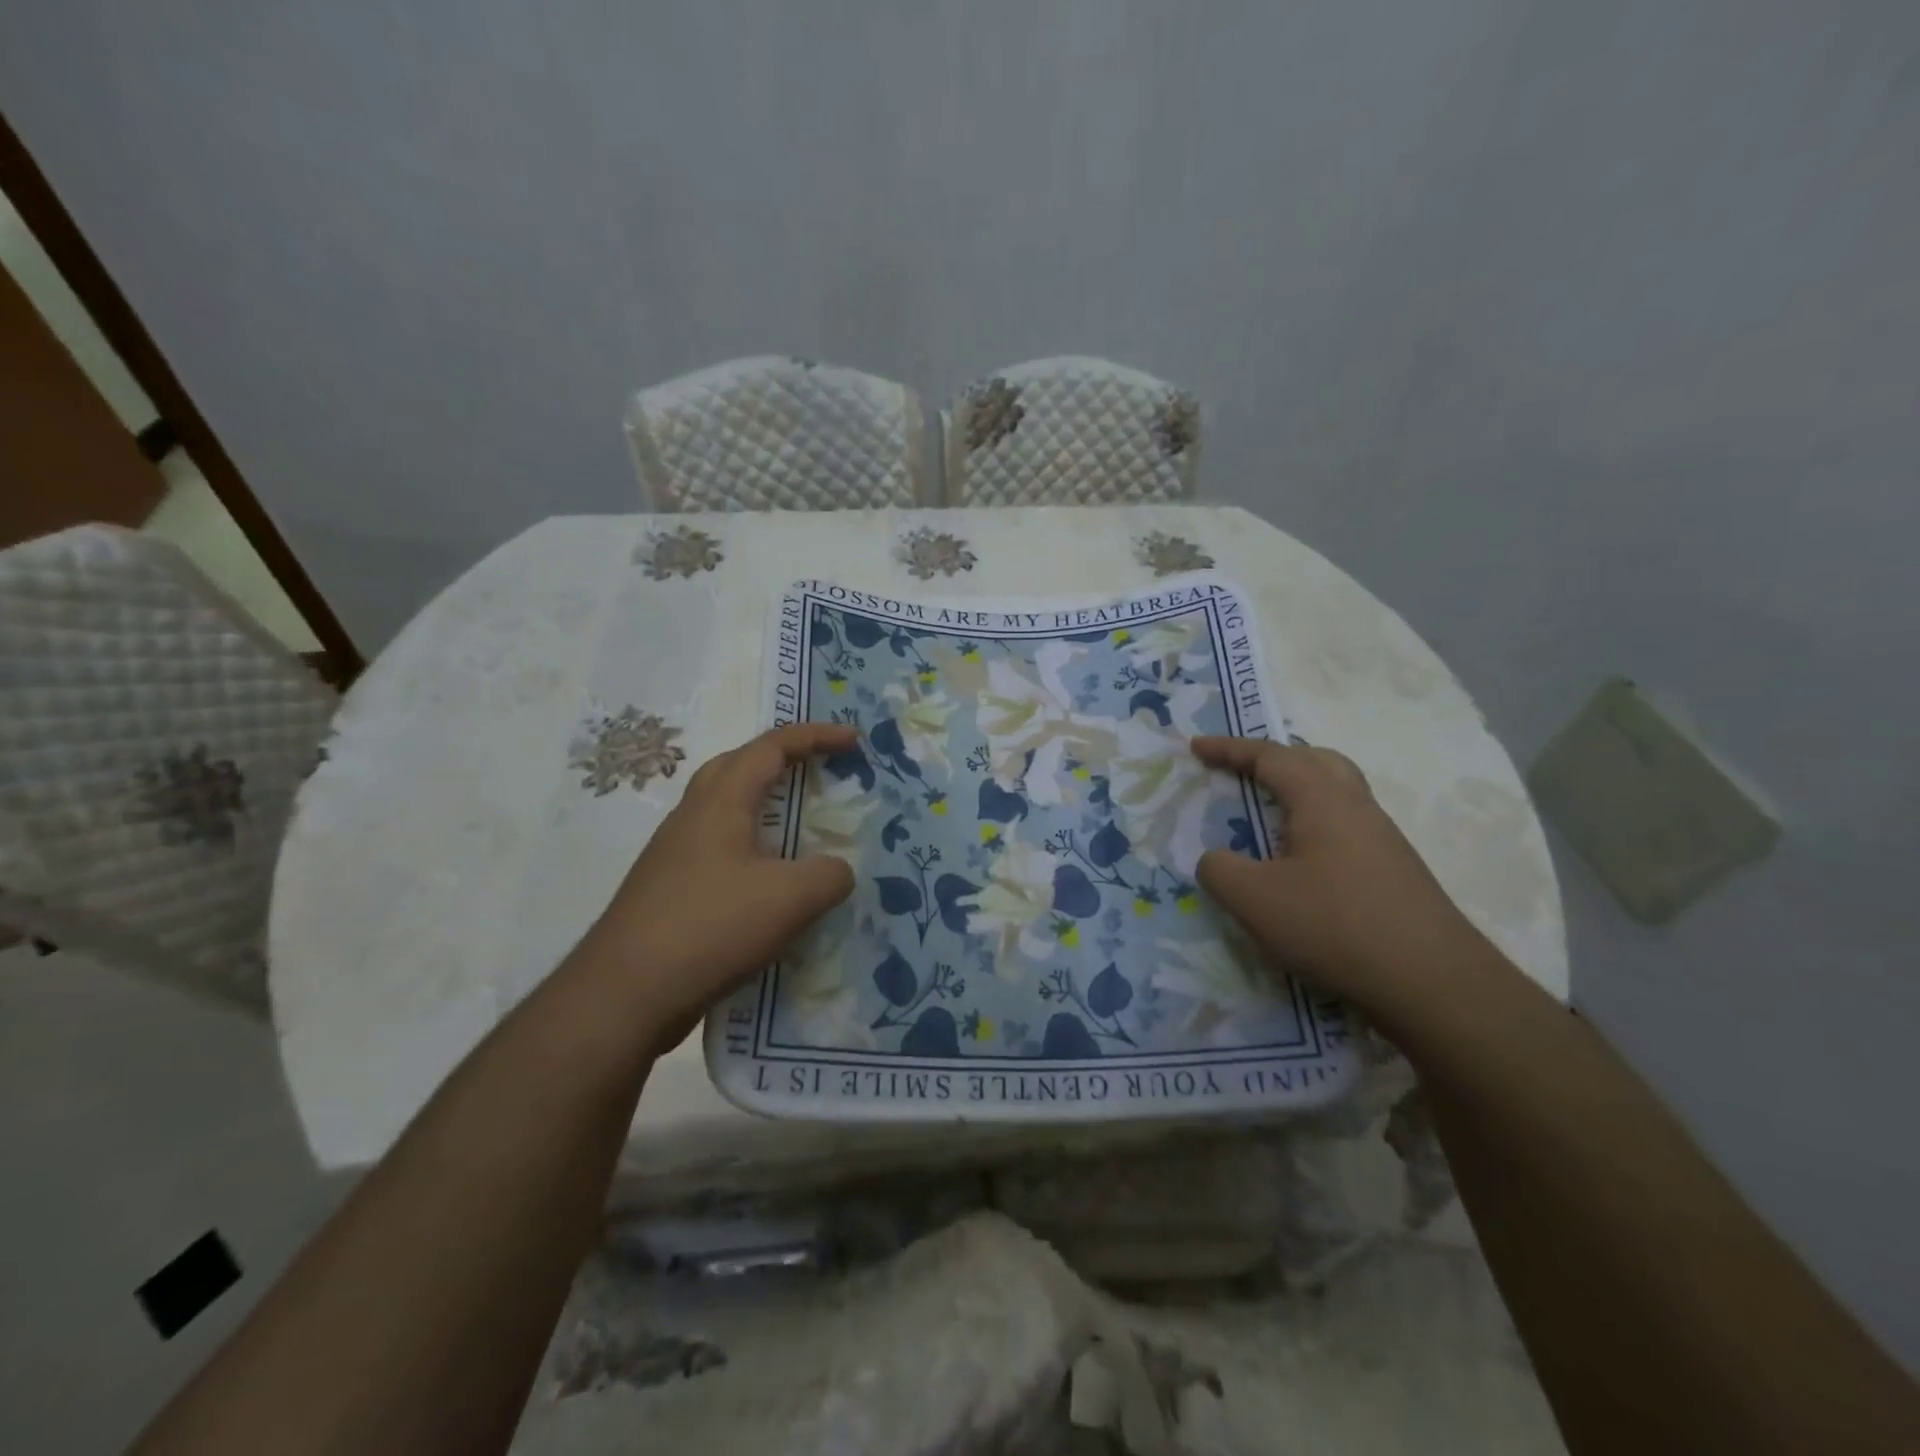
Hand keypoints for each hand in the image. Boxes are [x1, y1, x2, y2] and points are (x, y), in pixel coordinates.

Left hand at [577, 723, 857, 1047]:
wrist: (624, 995)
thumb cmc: (710, 928)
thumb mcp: (790, 899)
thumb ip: (829, 875)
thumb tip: (838, 871)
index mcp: (720, 803)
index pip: (771, 748)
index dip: (816, 736)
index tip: (853, 740)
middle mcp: (692, 817)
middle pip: (738, 766)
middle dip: (782, 758)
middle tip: (819, 769)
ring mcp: (675, 855)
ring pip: (725, 810)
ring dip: (764, 805)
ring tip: (799, 826)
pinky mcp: (669, 890)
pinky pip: (720, 850)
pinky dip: (753, 848)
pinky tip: (769, 884)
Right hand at [1192, 735, 1498, 1035]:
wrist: (1434, 985)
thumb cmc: (1334, 927)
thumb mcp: (1253, 900)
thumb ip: (1219, 870)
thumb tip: (1216, 860)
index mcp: (1322, 799)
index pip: (1270, 757)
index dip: (1229, 749)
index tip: (1195, 747)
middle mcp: (1357, 808)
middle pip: (1317, 760)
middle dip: (1275, 758)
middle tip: (1242, 771)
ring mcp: (1383, 841)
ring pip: (1337, 794)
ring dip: (1299, 791)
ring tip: (1267, 815)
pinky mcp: (1395, 874)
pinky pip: (1346, 828)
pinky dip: (1314, 826)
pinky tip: (1301, 863)